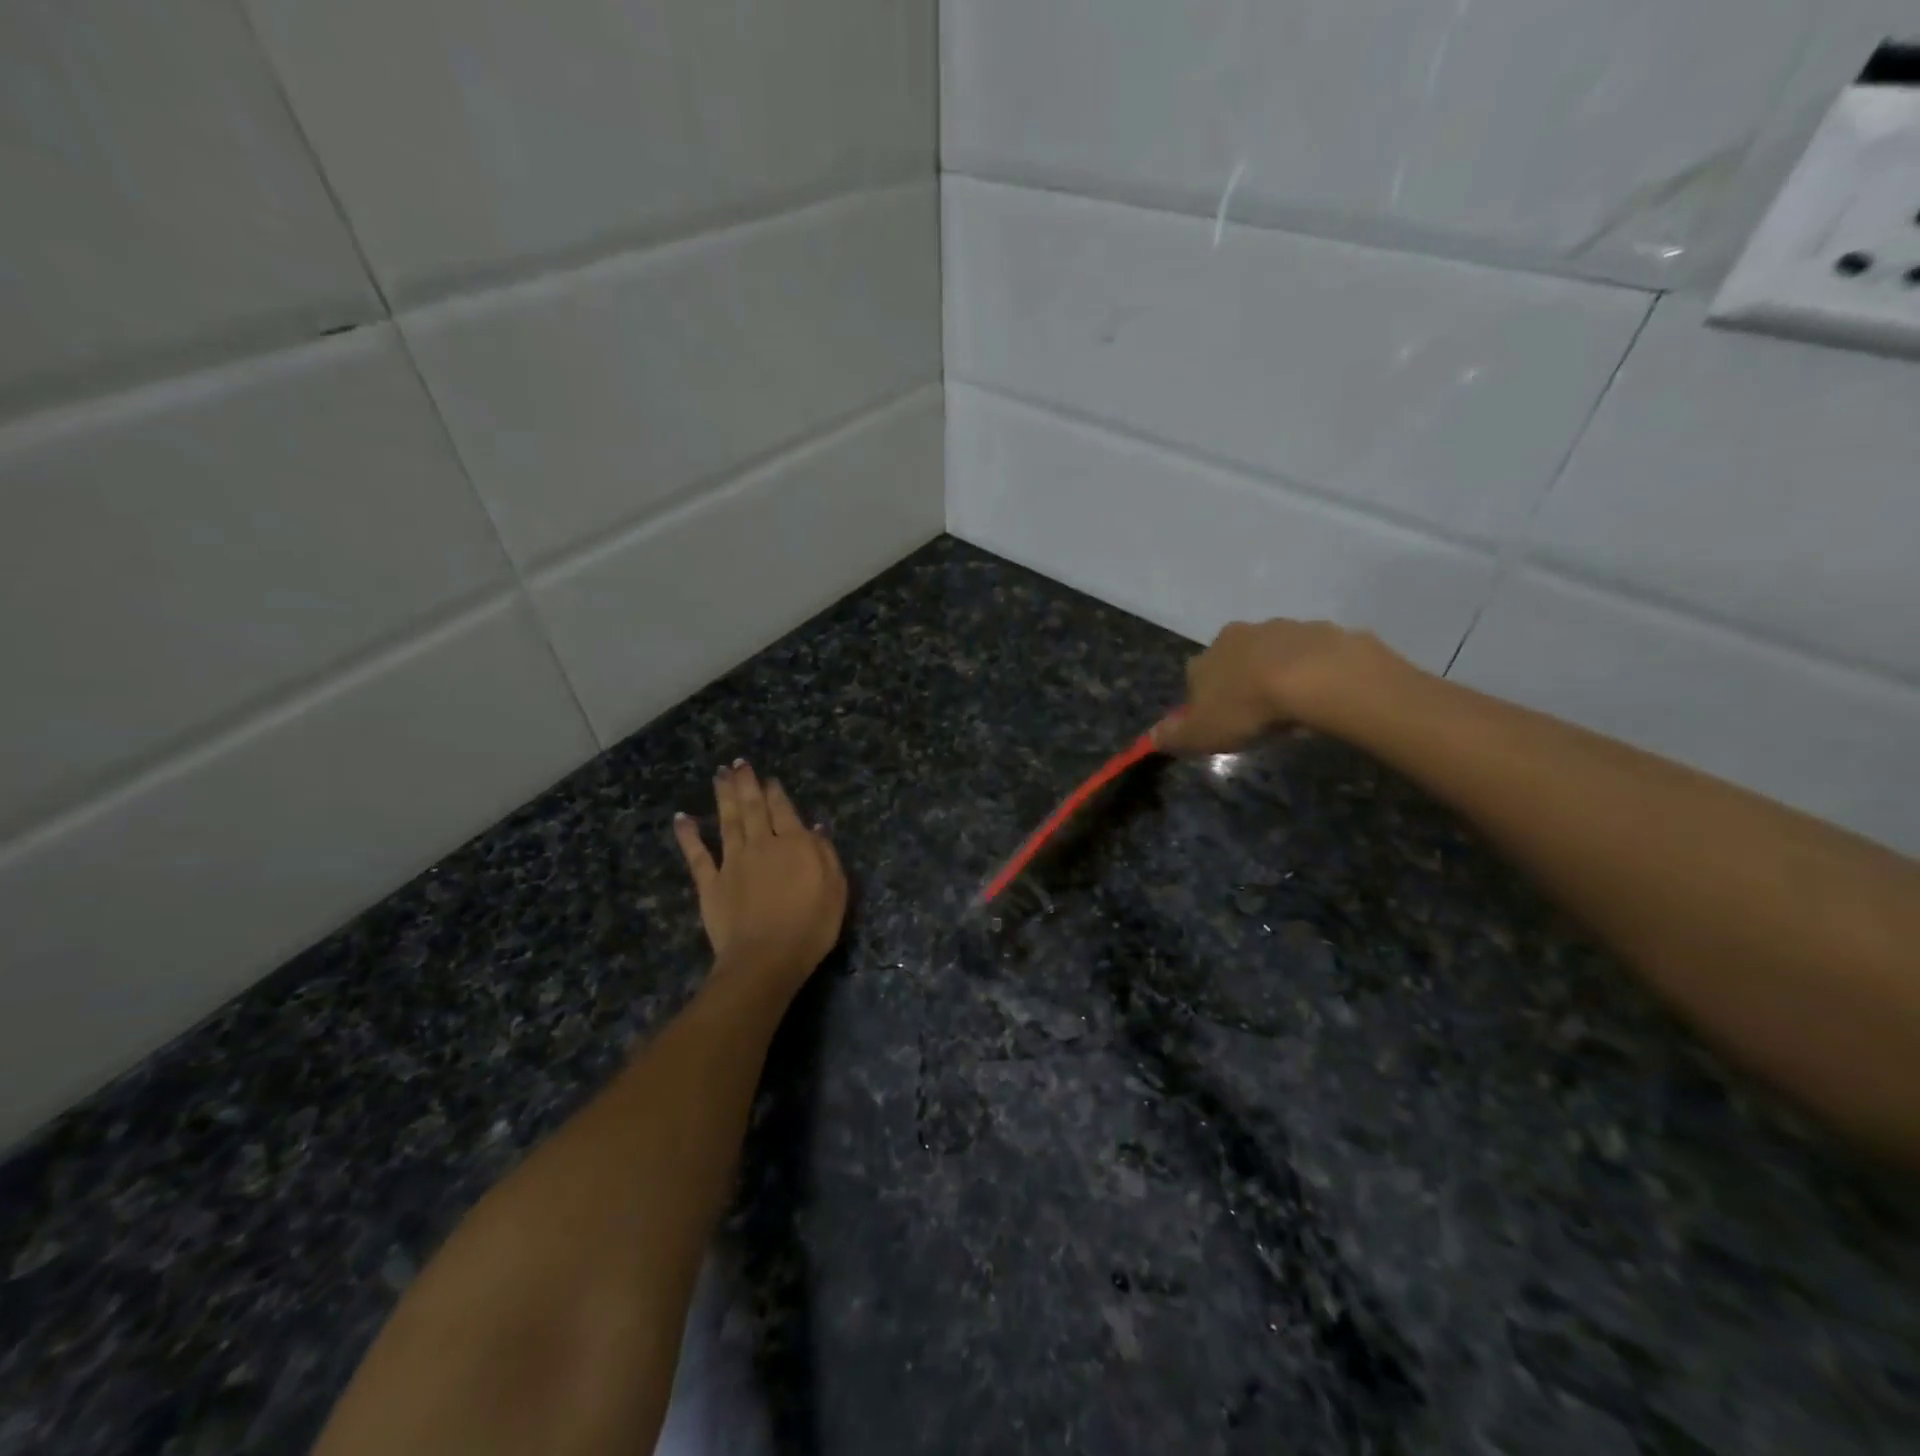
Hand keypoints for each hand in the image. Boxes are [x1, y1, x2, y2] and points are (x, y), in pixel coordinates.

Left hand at [674, 762, 847, 990]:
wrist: (766, 958)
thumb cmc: (810, 926)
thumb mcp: (835, 889)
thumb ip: (825, 855)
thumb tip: (815, 828)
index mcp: (794, 844)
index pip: (784, 810)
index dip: (776, 792)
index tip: (769, 779)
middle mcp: (761, 845)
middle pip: (752, 808)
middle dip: (746, 783)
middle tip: (738, 763)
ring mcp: (732, 862)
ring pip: (727, 821)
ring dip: (723, 796)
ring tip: (719, 775)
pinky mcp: (710, 883)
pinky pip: (697, 854)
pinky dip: (688, 835)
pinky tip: (682, 818)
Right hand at [1153, 619, 1403, 754]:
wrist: (1314, 677)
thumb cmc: (1247, 707)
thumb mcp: (1202, 734)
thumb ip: (1175, 736)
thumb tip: (1151, 737)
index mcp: (1205, 659)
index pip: (1195, 676)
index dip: (1204, 698)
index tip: (1219, 720)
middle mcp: (1237, 636)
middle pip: (1233, 658)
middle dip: (1241, 679)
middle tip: (1257, 711)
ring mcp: (1279, 629)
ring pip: (1272, 652)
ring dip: (1277, 671)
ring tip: (1292, 704)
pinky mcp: (1319, 631)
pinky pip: (1311, 653)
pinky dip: (1312, 669)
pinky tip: (1321, 692)